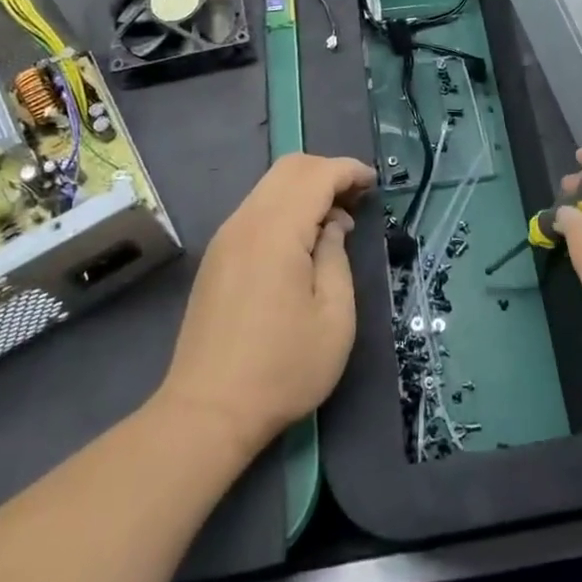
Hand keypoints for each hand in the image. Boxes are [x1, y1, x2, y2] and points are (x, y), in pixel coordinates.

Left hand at [154, 153, 373, 461]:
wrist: (207, 413)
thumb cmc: (282, 369)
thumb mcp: (334, 317)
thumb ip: (335, 257)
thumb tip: (332, 224)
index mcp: (276, 231)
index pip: (316, 175)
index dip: (349, 170)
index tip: (374, 184)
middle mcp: (246, 222)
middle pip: (288, 169)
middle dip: (327, 172)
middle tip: (357, 199)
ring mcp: (226, 238)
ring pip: (269, 187)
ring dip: (306, 189)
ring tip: (334, 222)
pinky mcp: (217, 257)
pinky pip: (256, 210)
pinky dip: (285, 208)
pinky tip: (302, 242)